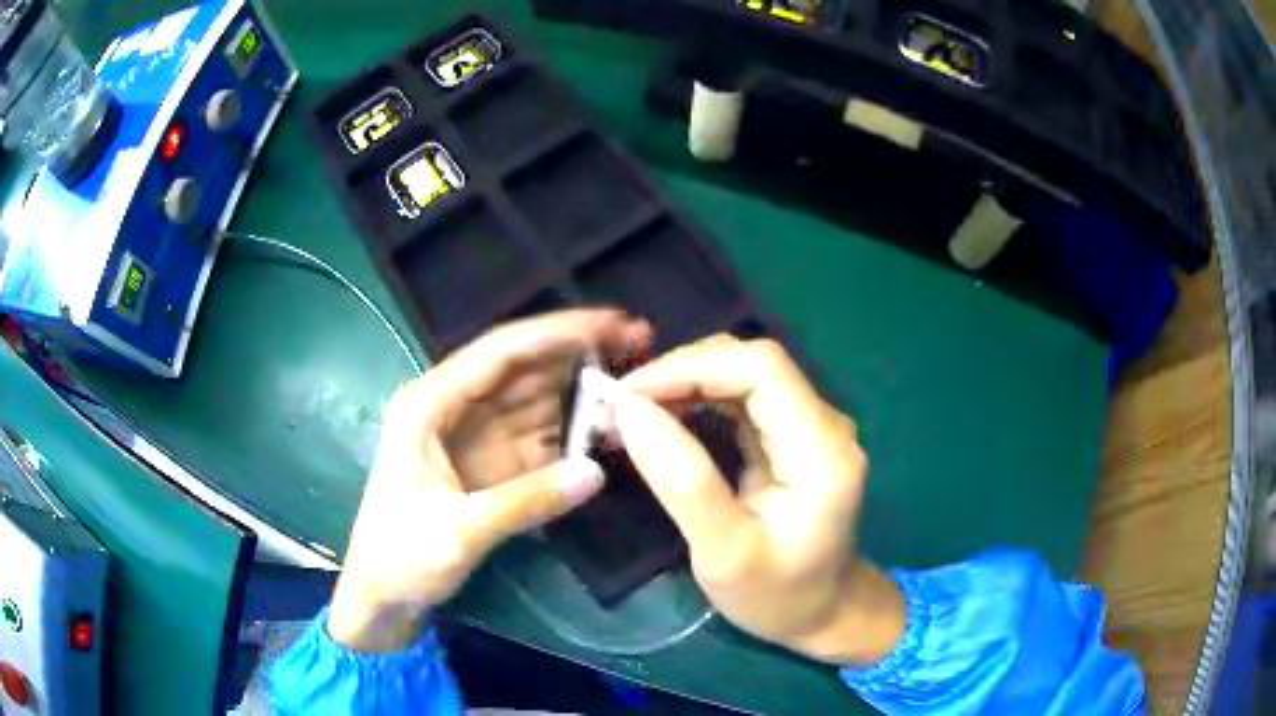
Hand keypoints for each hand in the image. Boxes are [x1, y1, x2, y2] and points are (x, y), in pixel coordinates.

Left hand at [328, 309, 651, 652]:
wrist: (383, 596)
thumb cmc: (401, 557)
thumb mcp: (458, 532)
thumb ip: (526, 501)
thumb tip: (597, 473)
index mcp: (429, 404)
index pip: (500, 352)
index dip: (558, 332)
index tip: (613, 322)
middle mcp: (453, 406)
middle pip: (523, 366)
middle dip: (579, 350)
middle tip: (640, 341)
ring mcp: (475, 434)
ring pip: (536, 397)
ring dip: (581, 387)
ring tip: (637, 379)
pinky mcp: (492, 463)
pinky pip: (540, 435)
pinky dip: (574, 428)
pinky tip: (609, 425)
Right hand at [614, 335, 905, 665]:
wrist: (824, 613)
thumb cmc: (777, 596)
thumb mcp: (723, 553)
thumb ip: (682, 481)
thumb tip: (630, 411)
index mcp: (823, 452)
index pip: (762, 368)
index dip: (692, 366)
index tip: (629, 395)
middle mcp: (827, 425)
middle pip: (754, 363)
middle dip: (683, 372)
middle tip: (623, 404)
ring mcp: (813, 427)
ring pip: (746, 373)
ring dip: (687, 382)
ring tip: (634, 410)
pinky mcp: (796, 436)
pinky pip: (745, 397)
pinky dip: (699, 399)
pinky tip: (665, 417)